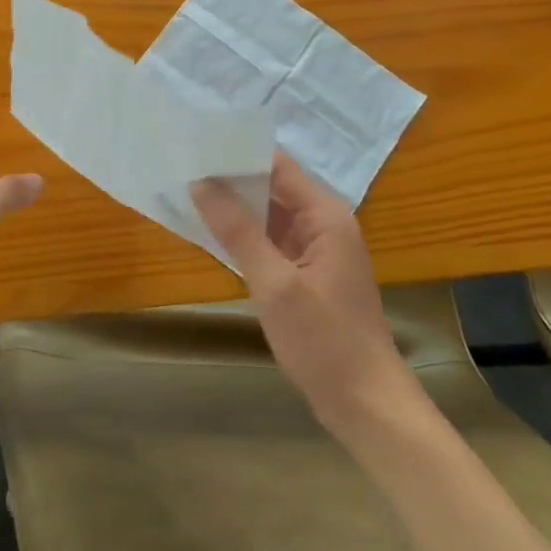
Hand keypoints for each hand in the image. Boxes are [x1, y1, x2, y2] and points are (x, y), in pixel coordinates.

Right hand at [192, 153, 421, 436]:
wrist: (367, 405)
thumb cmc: (324, 341)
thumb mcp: (274, 284)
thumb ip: (238, 231)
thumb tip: (201, 183)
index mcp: (325, 215)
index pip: (278, 166)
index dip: (239, 154)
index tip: (198, 146)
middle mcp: (324, 223)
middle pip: (274, 187)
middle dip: (232, 179)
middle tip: (183, 167)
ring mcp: (318, 250)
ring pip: (271, 216)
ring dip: (237, 208)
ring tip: (189, 192)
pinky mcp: (309, 275)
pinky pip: (274, 242)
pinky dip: (247, 236)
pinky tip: (213, 234)